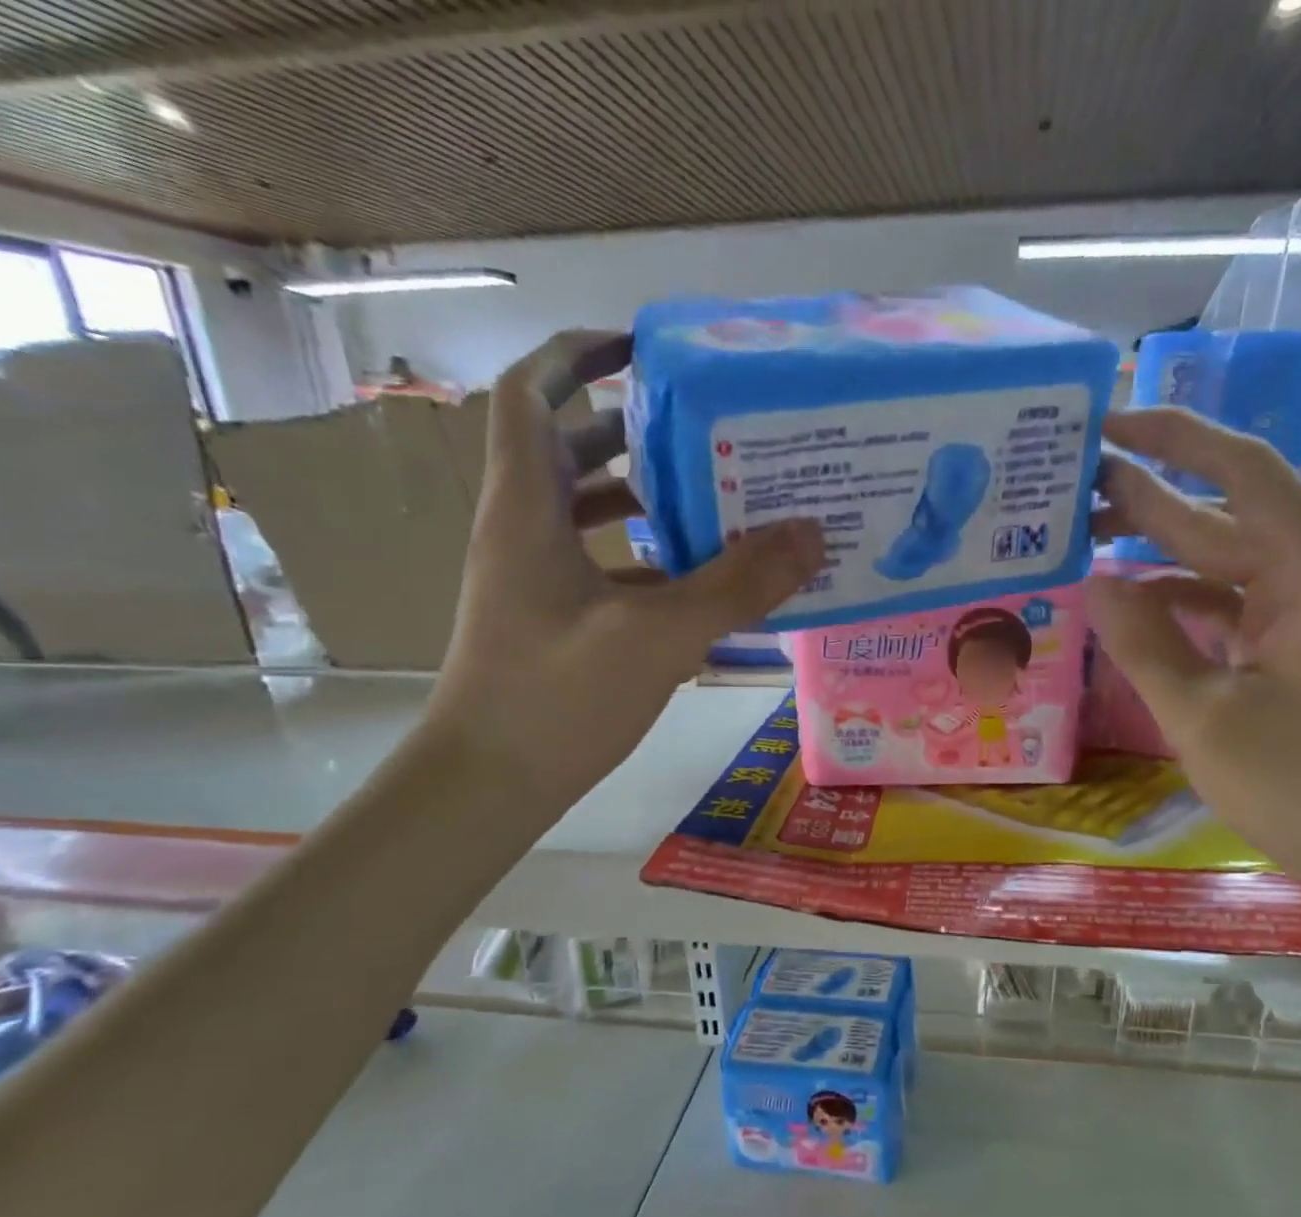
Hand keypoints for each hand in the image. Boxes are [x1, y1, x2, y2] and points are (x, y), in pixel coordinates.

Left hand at [428, 330, 823, 817]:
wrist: (488, 784)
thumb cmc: (558, 699)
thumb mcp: (659, 636)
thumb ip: (737, 584)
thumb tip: (811, 534)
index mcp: (528, 510)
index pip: (531, 394)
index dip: (577, 354)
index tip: (641, 348)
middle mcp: (522, 531)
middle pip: (567, 448)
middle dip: (632, 428)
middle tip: (704, 431)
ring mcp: (533, 579)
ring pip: (585, 511)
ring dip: (643, 496)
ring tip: (713, 497)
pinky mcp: (550, 620)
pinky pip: (599, 565)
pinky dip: (644, 558)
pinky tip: (696, 580)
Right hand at [1090, 408, 1300, 902]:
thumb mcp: (1204, 716)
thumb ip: (1144, 642)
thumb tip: (1095, 581)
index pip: (1242, 472)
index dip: (1174, 439)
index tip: (1108, 425)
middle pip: (1223, 516)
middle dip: (1147, 498)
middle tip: (1070, 485)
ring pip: (1221, 562)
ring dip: (1156, 554)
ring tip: (1082, 542)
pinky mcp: (1299, 645)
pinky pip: (1229, 604)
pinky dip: (1179, 602)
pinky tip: (1127, 604)